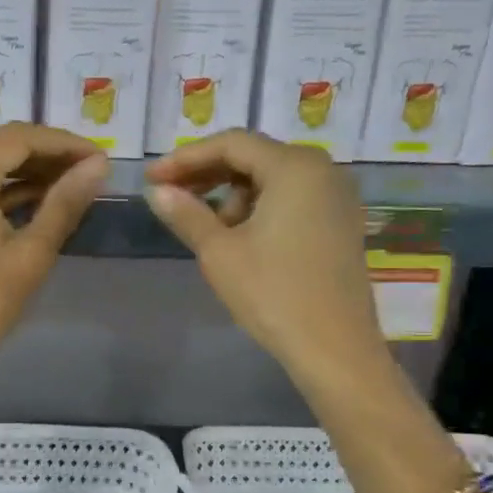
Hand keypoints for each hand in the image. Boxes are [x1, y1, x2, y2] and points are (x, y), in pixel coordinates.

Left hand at [0, 124, 108, 395]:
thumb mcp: (32, 254)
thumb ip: (65, 203)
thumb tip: (99, 166)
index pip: (19, 138)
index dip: (63, 142)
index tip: (99, 158)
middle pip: (0, 149)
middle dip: (46, 156)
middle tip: (89, 173)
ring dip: (26, 175)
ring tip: (71, 188)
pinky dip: (3, 194)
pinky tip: (37, 205)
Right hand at [144, 130, 384, 386]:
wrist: (334, 349)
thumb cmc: (273, 294)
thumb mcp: (219, 251)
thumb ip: (186, 213)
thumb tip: (156, 191)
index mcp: (295, 167)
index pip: (231, 144)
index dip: (186, 157)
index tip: (152, 177)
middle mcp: (323, 170)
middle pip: (254, 156)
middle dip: (208, 174)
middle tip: (170, 196)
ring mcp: (337, 197)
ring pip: (272, 178)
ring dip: (232, 194)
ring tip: (207, 229)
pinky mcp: (341, 223)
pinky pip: (292, 198)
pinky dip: (259, 207)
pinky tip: (238, 237)